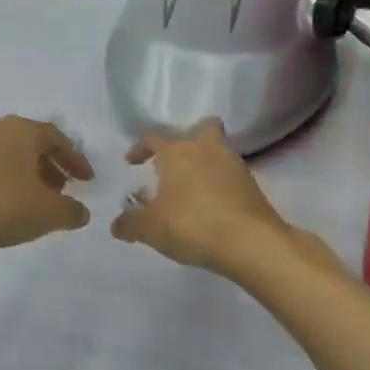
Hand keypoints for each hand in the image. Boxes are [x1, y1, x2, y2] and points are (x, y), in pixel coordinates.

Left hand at [0, 116, 94, 255]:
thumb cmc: (4, 206)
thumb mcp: (50, 213)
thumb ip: (72, 210)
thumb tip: (81, 212)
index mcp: (20, 129)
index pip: (57, 138)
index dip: (75, 160)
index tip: (86, 181)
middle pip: (30, 143)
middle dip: (50, 165)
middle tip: (62, 189)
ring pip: (7, 154)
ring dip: (26, 173)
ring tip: (37, 199)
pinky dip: (4, 179)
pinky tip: (9, 203)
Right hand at [111, 119, 302, 276]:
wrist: (250, 242)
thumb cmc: (191, 226)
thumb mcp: (149, 229)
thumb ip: (129, 224)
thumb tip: (117, 225)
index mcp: (176, 153)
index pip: (153, 137)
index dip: (139, 148)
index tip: (131, 162)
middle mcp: (206, 150)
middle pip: (202, 127)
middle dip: (189, 138)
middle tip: (176, 161)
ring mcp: (234, 165)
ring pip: (219, 150)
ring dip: (206, 162)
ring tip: (193, 189)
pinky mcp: (252, 185)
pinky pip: (232, 175)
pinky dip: (221, 184)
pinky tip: (213, 206)